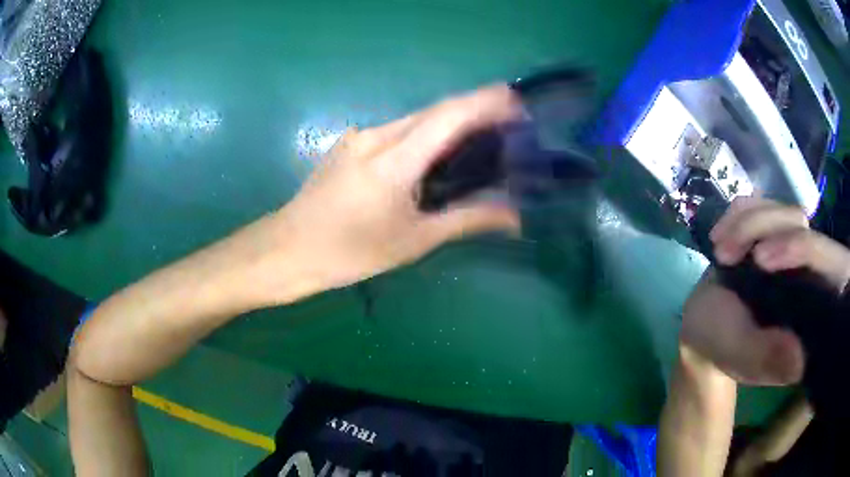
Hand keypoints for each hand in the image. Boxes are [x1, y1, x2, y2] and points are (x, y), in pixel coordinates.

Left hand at [263, 85, 521, 301]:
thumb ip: (466, 219)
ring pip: (416, 119)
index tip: (516, 101)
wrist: (288, 249)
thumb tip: (514, 216)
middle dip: (474, 109)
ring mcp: (359, 136)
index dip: (485, 102)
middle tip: (508, 122)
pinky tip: (437, 154)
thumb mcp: (413, 240)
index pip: (448, 116)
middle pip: (434, 112)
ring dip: (450, 123)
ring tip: (481, 139)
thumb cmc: (349, 252)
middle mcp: (376, 136)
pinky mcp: (350, 143)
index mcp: (393, 160)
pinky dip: (426, 134)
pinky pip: (398, 130)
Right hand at [681, 197, 849, 384]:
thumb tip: (800, 361)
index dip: (801, 249)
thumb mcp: (742, 356)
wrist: (703, 327)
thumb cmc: (722, 347)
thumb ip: (768, 357)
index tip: (759, 259)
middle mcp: (812, 274)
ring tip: (719, 252)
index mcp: (813, 310)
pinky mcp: (775, 233)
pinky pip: (764, 203)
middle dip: (762, 230)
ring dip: (746, 223)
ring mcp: (794, 249)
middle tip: (725, 255)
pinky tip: (719, 236)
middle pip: (802, 227)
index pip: (829, 265)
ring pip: (784, 211)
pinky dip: (738, 213)